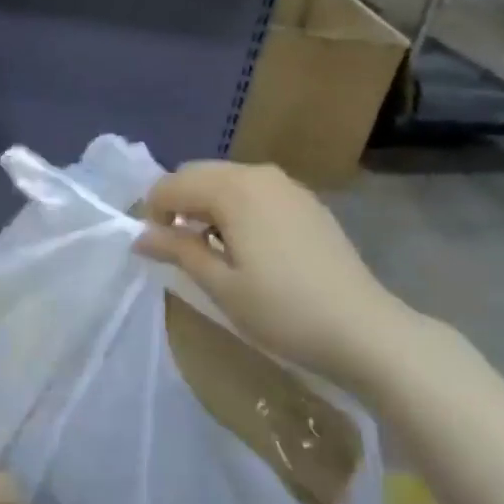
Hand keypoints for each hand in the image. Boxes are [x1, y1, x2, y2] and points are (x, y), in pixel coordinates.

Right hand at [135, 161, 439, 396]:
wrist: (364, 330)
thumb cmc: (283, 311)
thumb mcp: (221, 285)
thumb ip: (177, 251)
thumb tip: (139, 236)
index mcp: (233, 189)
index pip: (171, 184)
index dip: (152, 212)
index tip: (153, 248)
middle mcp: (258, 174)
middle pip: (198, 173)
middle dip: (178, 203)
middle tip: (176, 247)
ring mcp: (286, 185)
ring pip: (226, 180)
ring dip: (206, 204)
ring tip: (209, 248)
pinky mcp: (305, 202)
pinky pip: (254, 190)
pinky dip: (234, 207)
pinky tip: (245, 245)